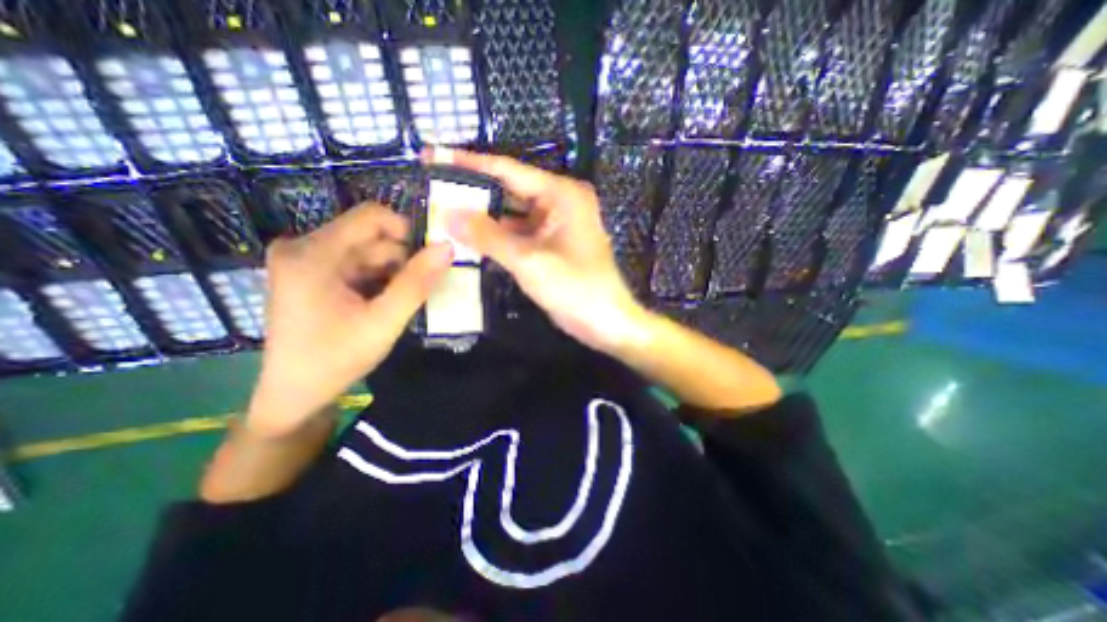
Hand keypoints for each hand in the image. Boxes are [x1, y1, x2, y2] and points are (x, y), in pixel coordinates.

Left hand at [247, 205, 450, 435]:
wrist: (295, 393)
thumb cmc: (336, 359)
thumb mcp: (384, 322)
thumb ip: (417, 283)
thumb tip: (447, 248)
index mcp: (313, 254)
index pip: (371, 217)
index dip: (407, 232)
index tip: (427, 261)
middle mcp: (302, 246)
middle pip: (371, 237)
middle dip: (400, 262)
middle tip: (411, 294)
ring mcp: (304, 259)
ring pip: (367, 251)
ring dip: (391, 274)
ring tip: (394, 304)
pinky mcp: (310, 272)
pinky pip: (357, 263)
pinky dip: (377, 279)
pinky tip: (379, 303)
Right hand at [424, 146, 650, 354]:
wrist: (606, 322)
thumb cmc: (576, 290)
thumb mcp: (530, 262)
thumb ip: (488, 237)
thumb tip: (449, 214)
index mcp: (561, 195)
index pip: (508, 170)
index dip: (468, 163)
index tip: (434, 155)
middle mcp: (560, 202)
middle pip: (510, 190)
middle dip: (474, 192)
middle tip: (432, 189)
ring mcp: (557, 224)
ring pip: (513, 214)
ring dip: (484, 217)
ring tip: (444, 213)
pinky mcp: (553, 244)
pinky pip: (520, 233)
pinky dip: (498, 236)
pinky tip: (471, 239)